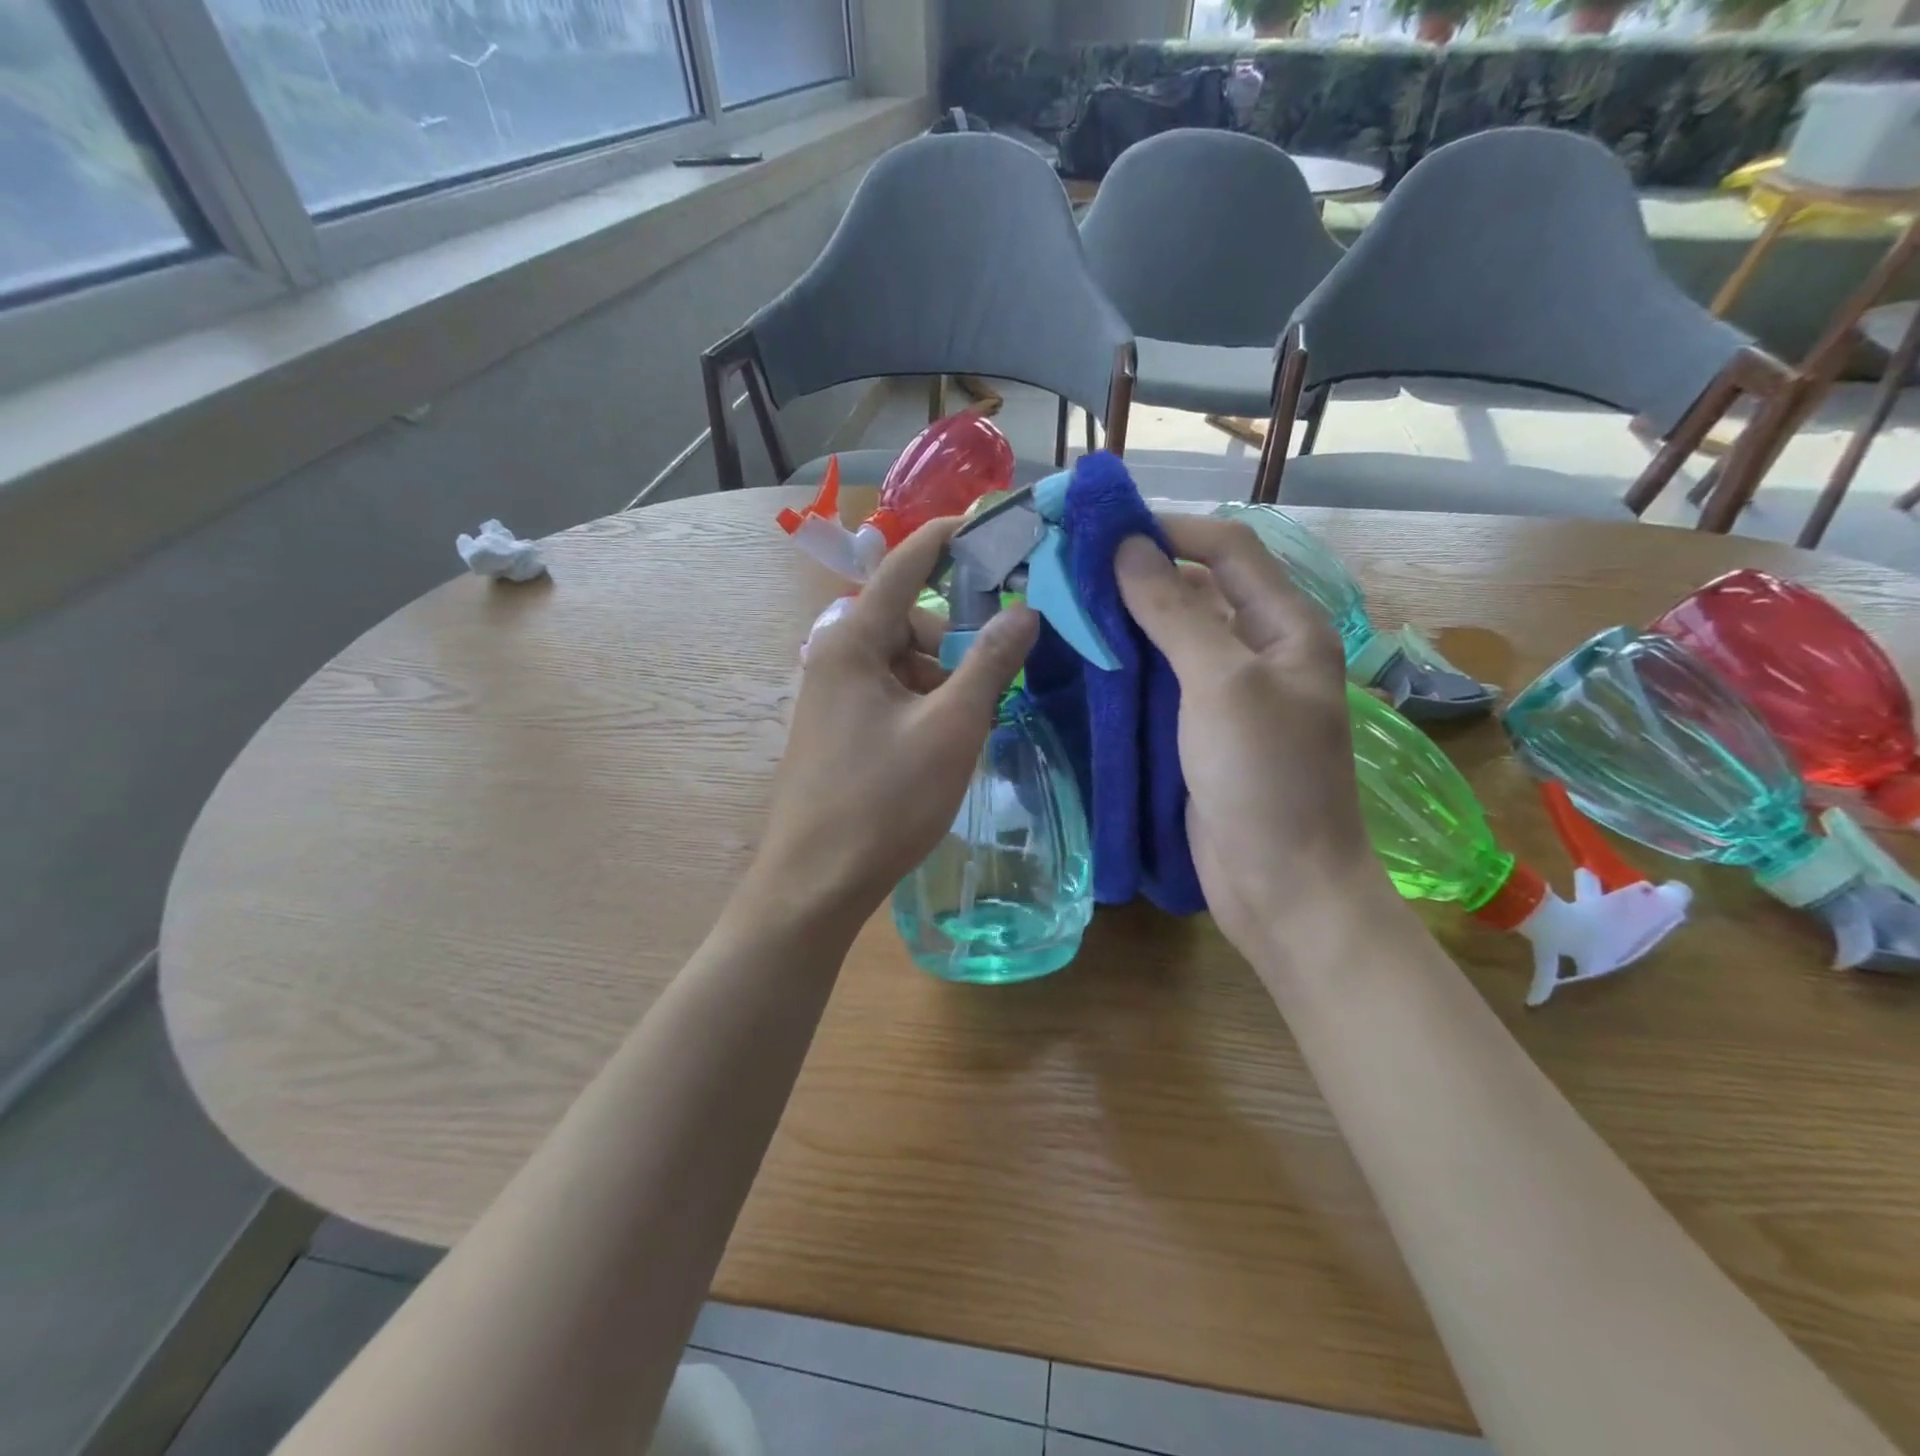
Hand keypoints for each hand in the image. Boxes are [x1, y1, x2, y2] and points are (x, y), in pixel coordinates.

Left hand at [749, 519, 1038, 929]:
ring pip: (905, 662)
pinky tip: (945, 743)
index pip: (905, 565)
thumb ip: (990, 663)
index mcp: (852, 640)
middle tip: (1000, 674)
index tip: (991, 521)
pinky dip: (925, 704)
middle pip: (910, 619)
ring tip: (972, 725)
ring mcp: (834, 694)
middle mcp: (836, 655)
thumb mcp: (951, 727)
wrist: (816, 882)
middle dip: (957, 638)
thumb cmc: (883, 800)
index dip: (948, 537)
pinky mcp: (840, 727)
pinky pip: (892, 693)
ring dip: (945, 679)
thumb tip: (1025, 611)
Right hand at [1115, 515, 1388, 962]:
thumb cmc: (1264, 779)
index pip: (1230, 550)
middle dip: (1142, 575)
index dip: (1173, 530)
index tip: (1106, 530)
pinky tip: (1086, 662)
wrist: (1282, 886)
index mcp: (1288, 627)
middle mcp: (1262, 651)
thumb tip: (1127, 548)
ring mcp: (1231, 695)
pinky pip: (1163, 684)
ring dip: (1129, 621)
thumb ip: (1175, 613)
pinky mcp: (1202, 732)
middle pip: (1200, 591)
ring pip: (1175, 638)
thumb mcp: (1222, 684)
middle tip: (1073, 571)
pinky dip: (1129, 668)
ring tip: (1068, 609)